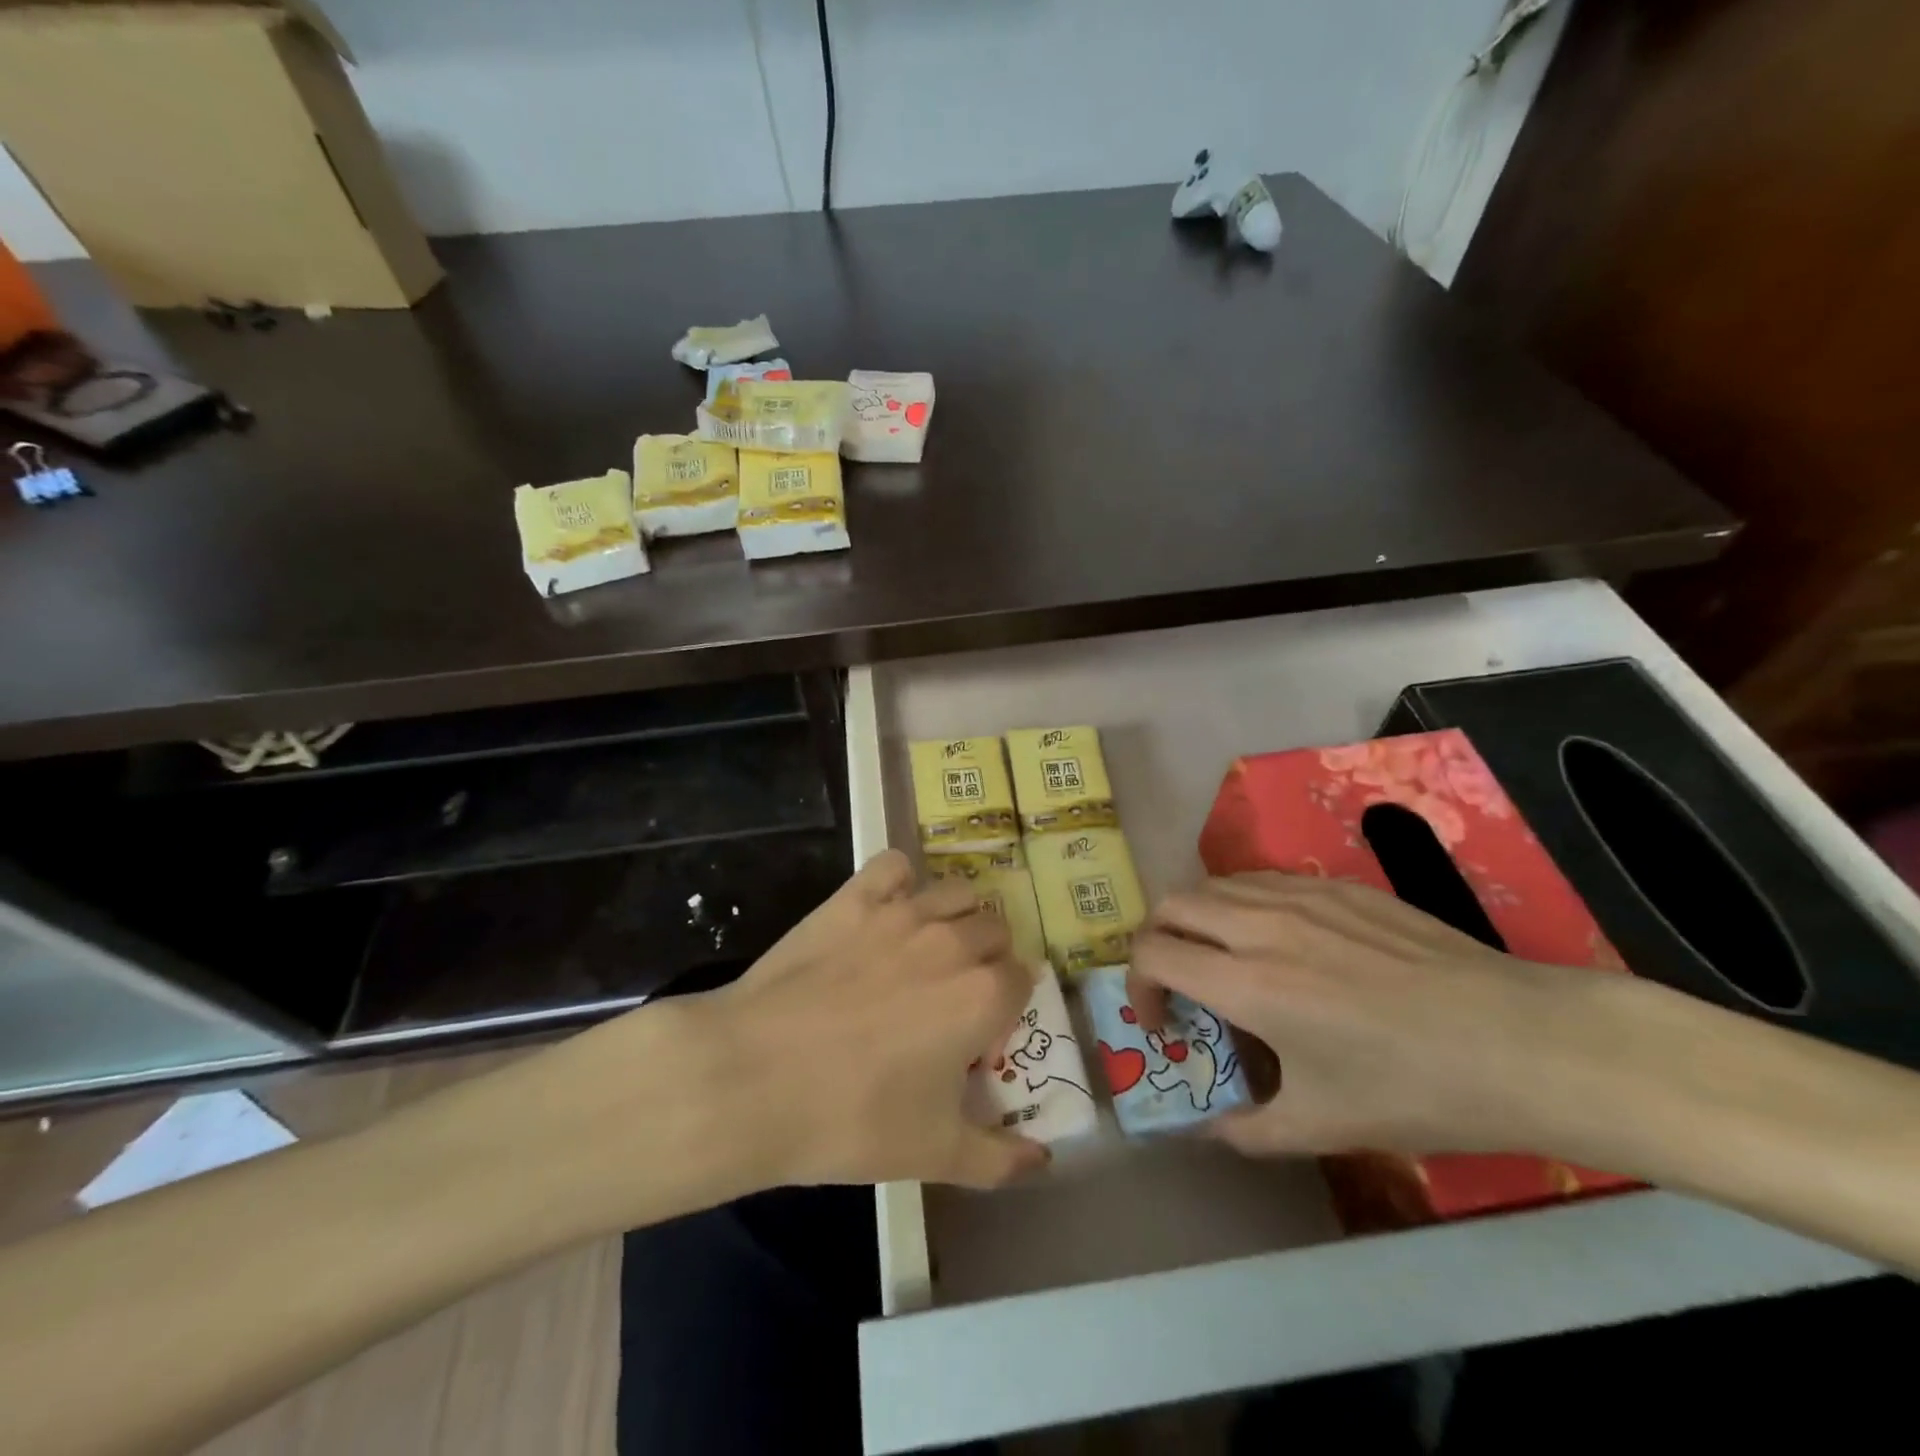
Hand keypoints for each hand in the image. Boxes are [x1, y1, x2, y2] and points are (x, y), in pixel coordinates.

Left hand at [704, 849, 1049, 1188]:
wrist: (753, 1077)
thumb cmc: (852, 1119)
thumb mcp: (935, 1155)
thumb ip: (999, 1159)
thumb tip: (1042, 1161)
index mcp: (982, 996)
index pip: (1023, 979)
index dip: (1007, 1005)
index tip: (982, 1031)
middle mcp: (953, 942)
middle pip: (995, 930)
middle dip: (988, 959)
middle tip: (955, 994)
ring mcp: (902, 913)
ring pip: (956, 893)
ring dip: (957, 917)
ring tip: (930, 950)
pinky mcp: (854, 898)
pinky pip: (894, 865)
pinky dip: (900, 880)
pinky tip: (889, 907)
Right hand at [1128, 872, 1611, 1158]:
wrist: (1521, 1042)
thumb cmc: (1417, 1090)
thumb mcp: (1324, 1127)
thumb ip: (1248, 1131)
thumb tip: (1208, 1130)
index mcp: (1248, 983)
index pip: (1152, 954)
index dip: (1138, 987)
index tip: (1163, 1023)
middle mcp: (1261, 925)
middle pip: (1172, 905)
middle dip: (1157, 942)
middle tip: (1181, 983)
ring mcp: (1301, 896)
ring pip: (1214, 884)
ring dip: (1199, 919)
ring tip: (1225, 959)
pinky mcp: (1338, 885)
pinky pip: (1262, 880)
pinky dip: (1243, 904)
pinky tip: (1279, 941)